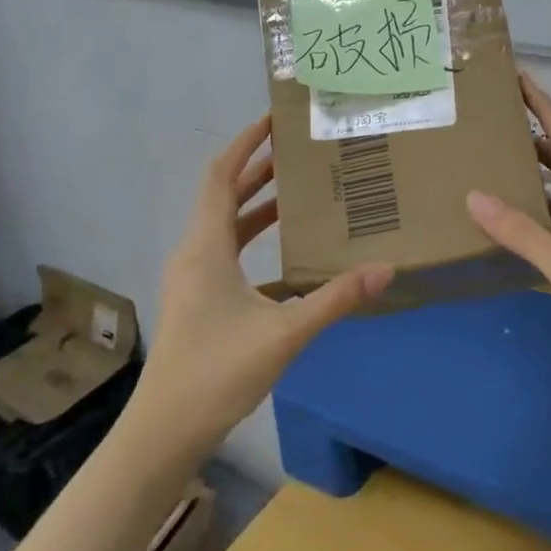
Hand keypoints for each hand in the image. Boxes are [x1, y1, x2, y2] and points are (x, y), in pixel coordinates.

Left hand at [137, 116, 393, 450]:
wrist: (165, 430)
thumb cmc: (218, 372)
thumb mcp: (285, 333)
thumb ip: (335, 298)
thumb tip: (385, 269)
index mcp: (206, 248)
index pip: (220, 177)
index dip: (243, 144)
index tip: (272, 120)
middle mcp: (194, 253)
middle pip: (222, 195)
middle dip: (257, 169)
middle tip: (298, 151)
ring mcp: (192, 278)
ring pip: (224, 225)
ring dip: (256, 204)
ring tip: (297, 190)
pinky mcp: (197, 300)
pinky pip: (225, 252)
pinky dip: (252, 238)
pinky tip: (285, 253)